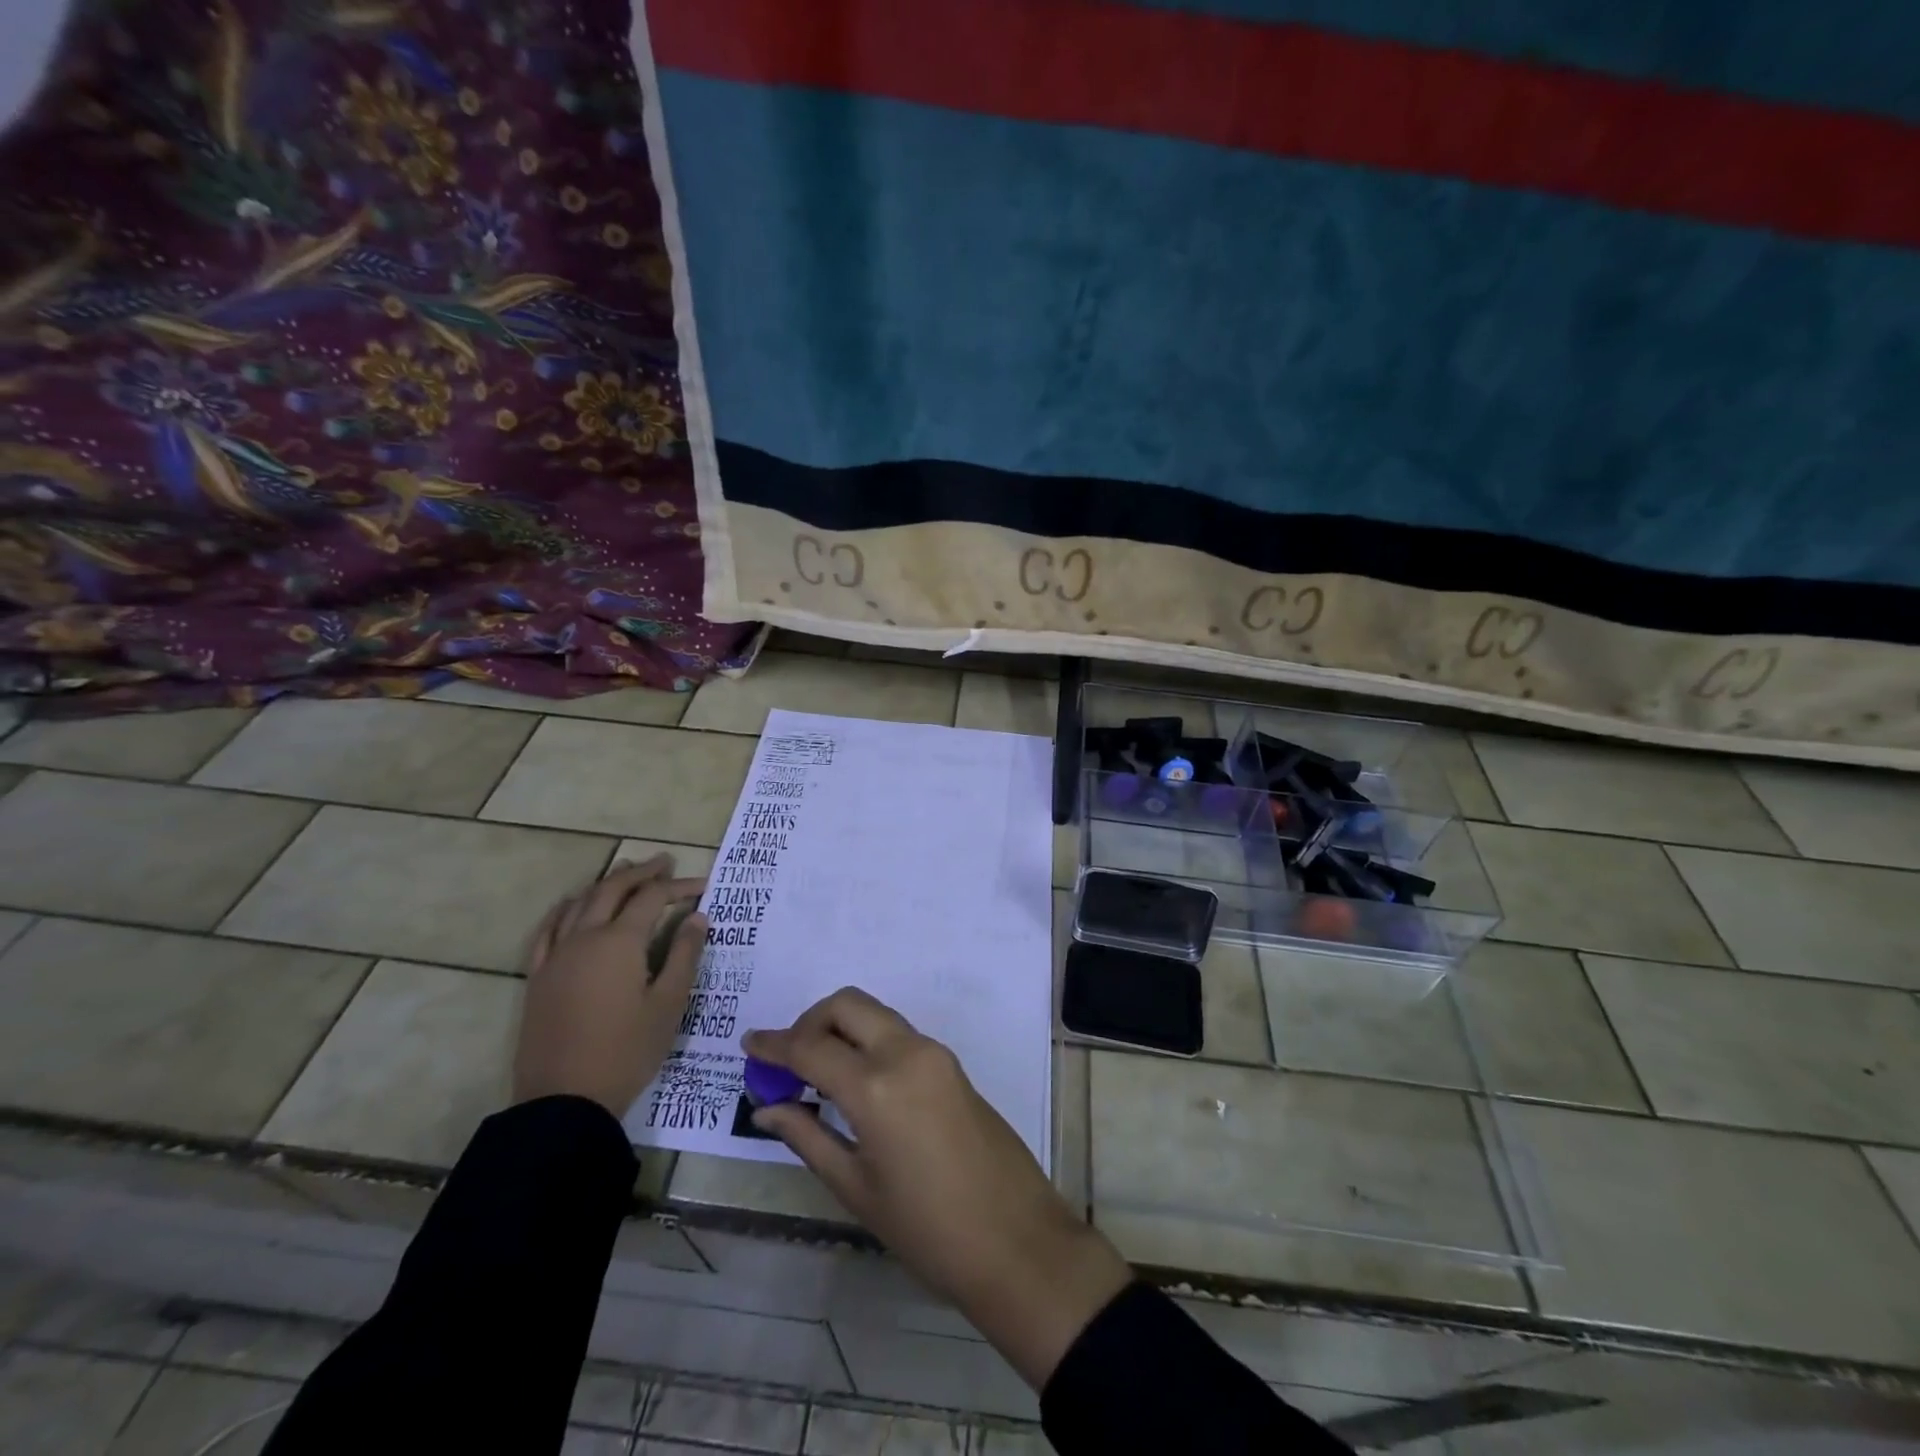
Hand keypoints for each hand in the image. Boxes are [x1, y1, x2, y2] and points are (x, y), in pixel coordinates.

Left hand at [514, 856, 707, 1116]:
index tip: (702, 885)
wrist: (564, 1101)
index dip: (678, 886)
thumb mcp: (668, 1004)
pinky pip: (548, 930)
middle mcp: (585, 938)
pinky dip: (564, 909)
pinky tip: (572, 905)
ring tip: (625, 871)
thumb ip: (684, 955)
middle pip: (612, 889)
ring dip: (605, 883)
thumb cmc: (627, 1051)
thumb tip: (697, 917)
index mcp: (620, 942)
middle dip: (641, 872)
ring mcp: (556, 956)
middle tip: (664, 862)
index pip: (652, 898)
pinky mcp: (539, 977)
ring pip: (580, 903)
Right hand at [745, 989, 1131, 1389]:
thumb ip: (808, 1137)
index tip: (748, 1044)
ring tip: (816, 1072)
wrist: (1016, 1239)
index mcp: (876, 1086)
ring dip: (840, 1027)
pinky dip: (867, 1040)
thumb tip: (766, 1109)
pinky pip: (898, 1033)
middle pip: (847, 1005)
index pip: (810, 1047)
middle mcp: (905, 1052)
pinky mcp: (950, 1063)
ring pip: (875, 1013)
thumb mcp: (856, 1188)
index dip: (774, 1044)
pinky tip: (855, 1081)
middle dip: (810, 1021)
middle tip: (788, 1060)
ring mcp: (934, 1053)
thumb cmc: (927, 1229)